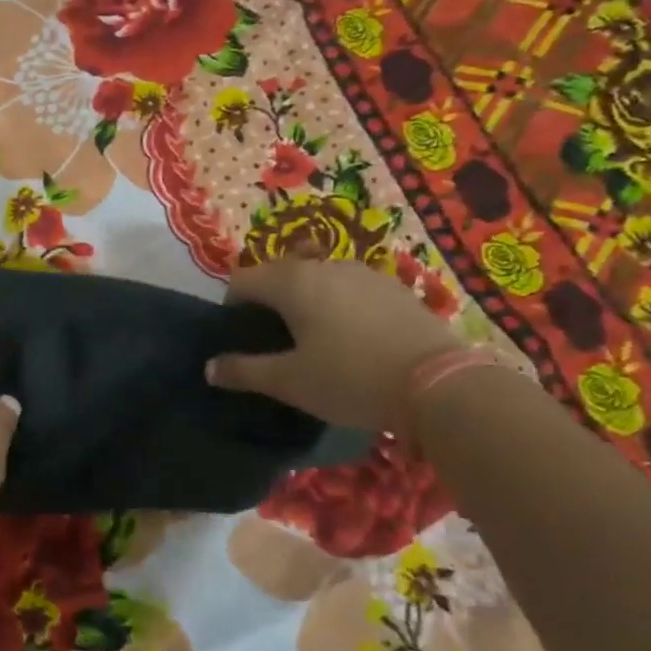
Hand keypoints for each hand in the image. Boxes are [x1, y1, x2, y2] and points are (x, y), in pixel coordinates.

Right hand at [205, 253, 462, 430]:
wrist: (440, 384)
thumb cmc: (350, 379)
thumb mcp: (289, 382)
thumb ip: (244, 371)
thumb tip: (209, 368)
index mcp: (292, 282)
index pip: (242, 280)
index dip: (232, 307)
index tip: (240, 338)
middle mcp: (324, 266)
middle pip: (279, 274)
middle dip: (267, 302)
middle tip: (272, 342)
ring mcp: (364, 273)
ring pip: (317, 279)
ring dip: (304, 302)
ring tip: (313, 341)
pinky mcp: (395, 288)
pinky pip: (350, 289)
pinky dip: (338, 306)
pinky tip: (353, 340)